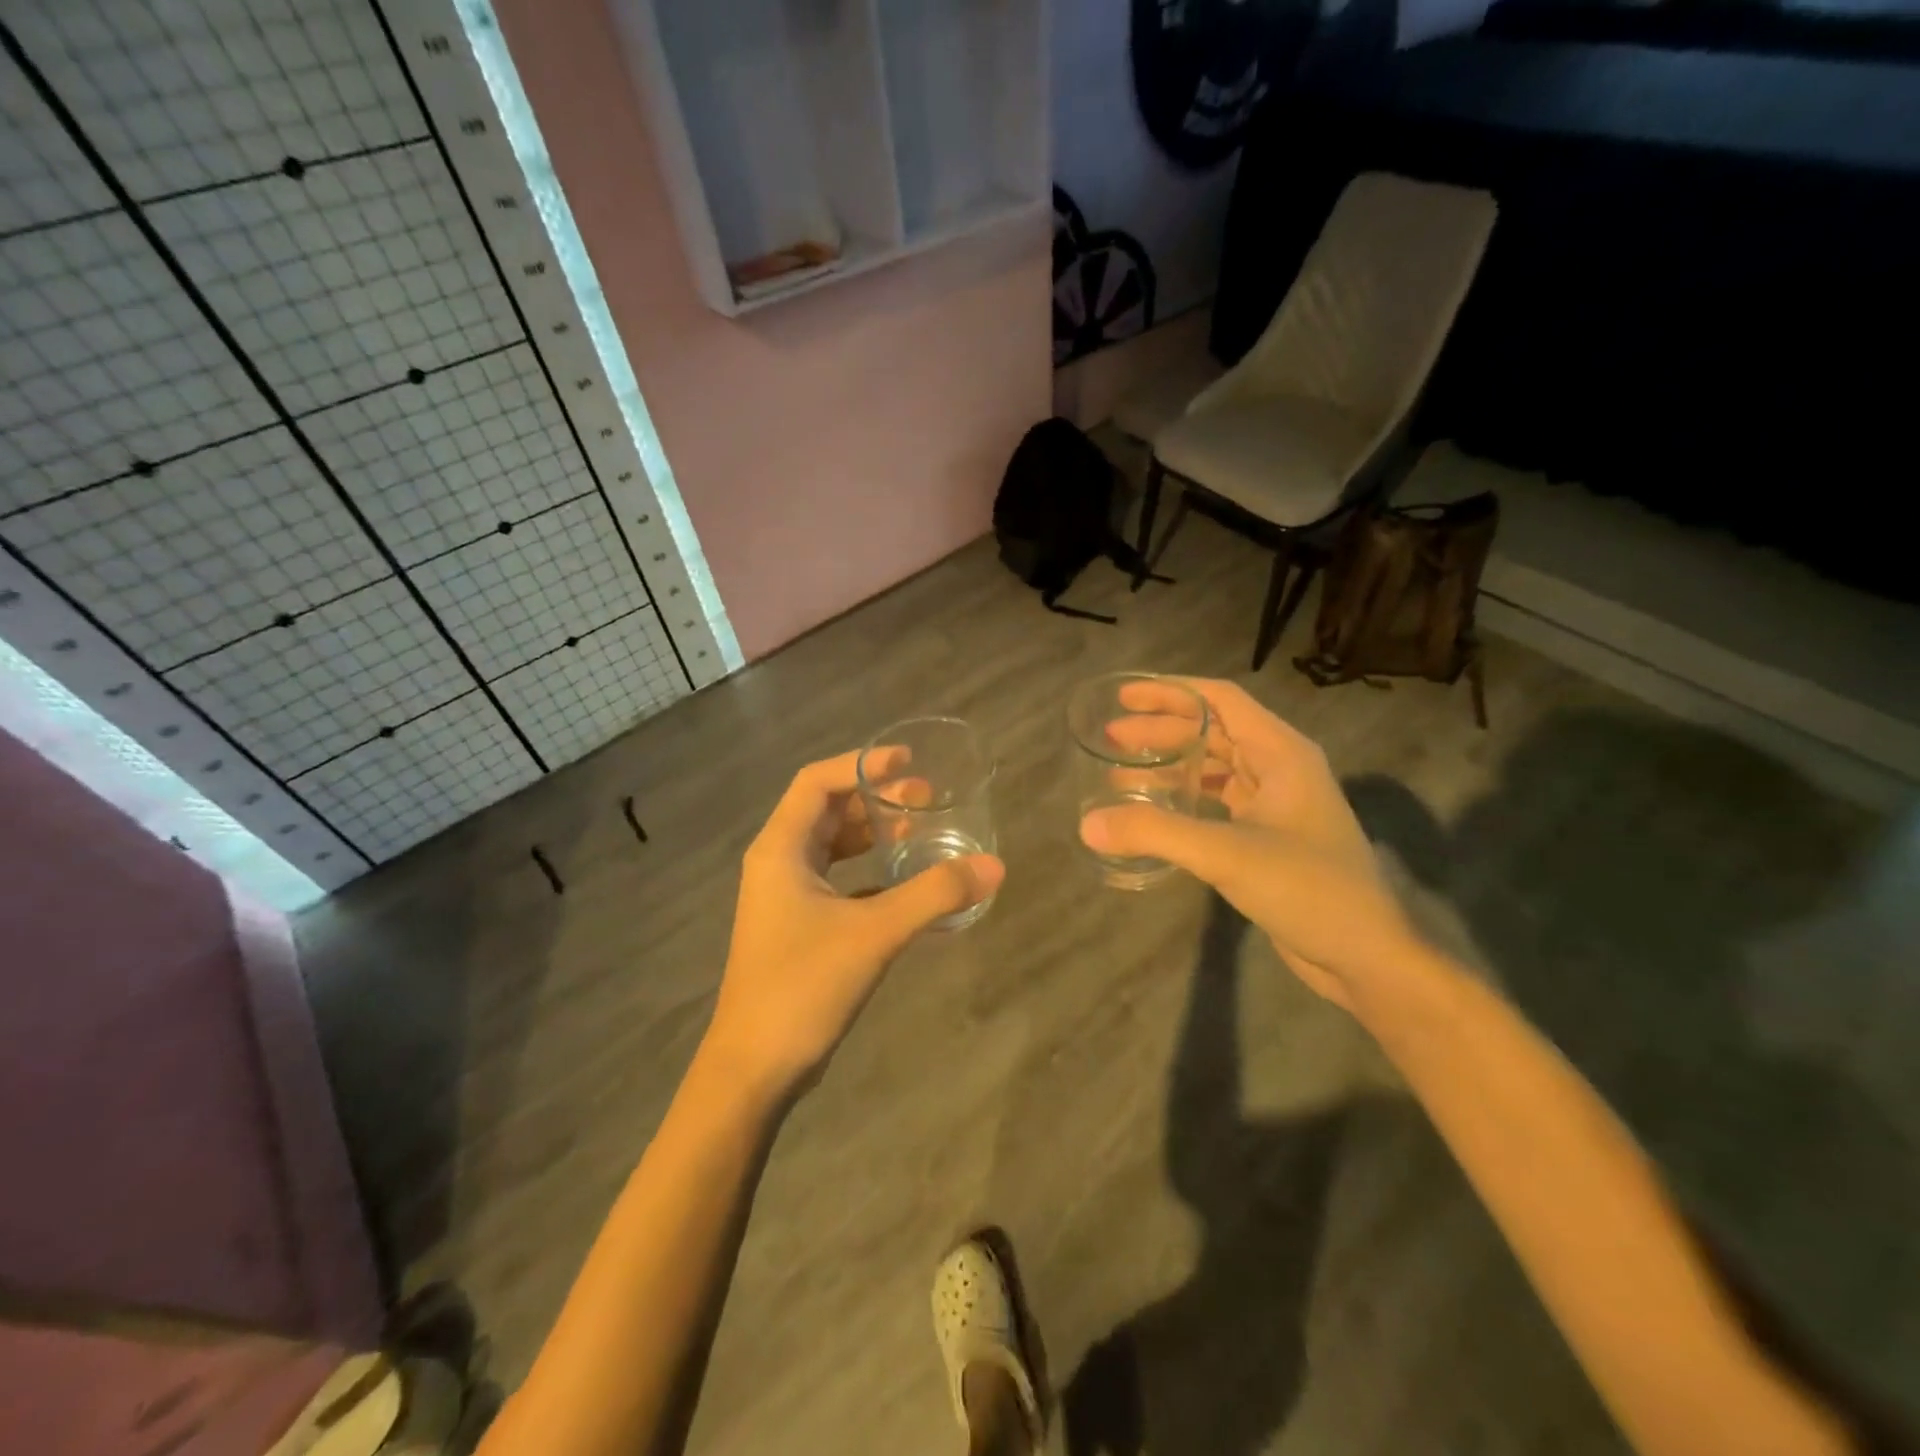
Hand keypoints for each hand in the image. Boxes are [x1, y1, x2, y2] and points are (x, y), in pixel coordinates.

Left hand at [705, 749, 1004, 1097]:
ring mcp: (786, 897)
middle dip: (875, 799)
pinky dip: (870, 873)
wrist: (755, 1068)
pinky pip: (838, 881)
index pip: (817, 782)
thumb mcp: (874, 933)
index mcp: (781, 849)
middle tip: (925, 798)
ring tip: (920, 832)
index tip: (907, 761)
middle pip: (827, 810)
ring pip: (832, 847)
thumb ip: (934, 895)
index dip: (861, 764)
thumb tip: (993, 866)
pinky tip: (907, 883)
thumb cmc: (803, 986)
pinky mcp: (799, 926)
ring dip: (873, 834)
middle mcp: (778, 864)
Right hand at [1080, 677, 1413, 1003]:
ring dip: (1170, 766)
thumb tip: (1086, 824)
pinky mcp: (1268, 837)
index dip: (1171, 692)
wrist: (1365, 956)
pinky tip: (1153, 812)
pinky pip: (1217, 802)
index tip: (1125, 696)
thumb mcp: (1226, 854)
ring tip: (1119, 773)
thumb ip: (1155, 832)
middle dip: (1161, 730)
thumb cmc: (1307, 889)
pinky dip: (1184, 799)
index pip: (1220, 700)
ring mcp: (1276, 804)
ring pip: (1214, 768)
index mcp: (1281, 753)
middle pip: (1213, 732)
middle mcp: (1280, 768)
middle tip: (1110, 737)